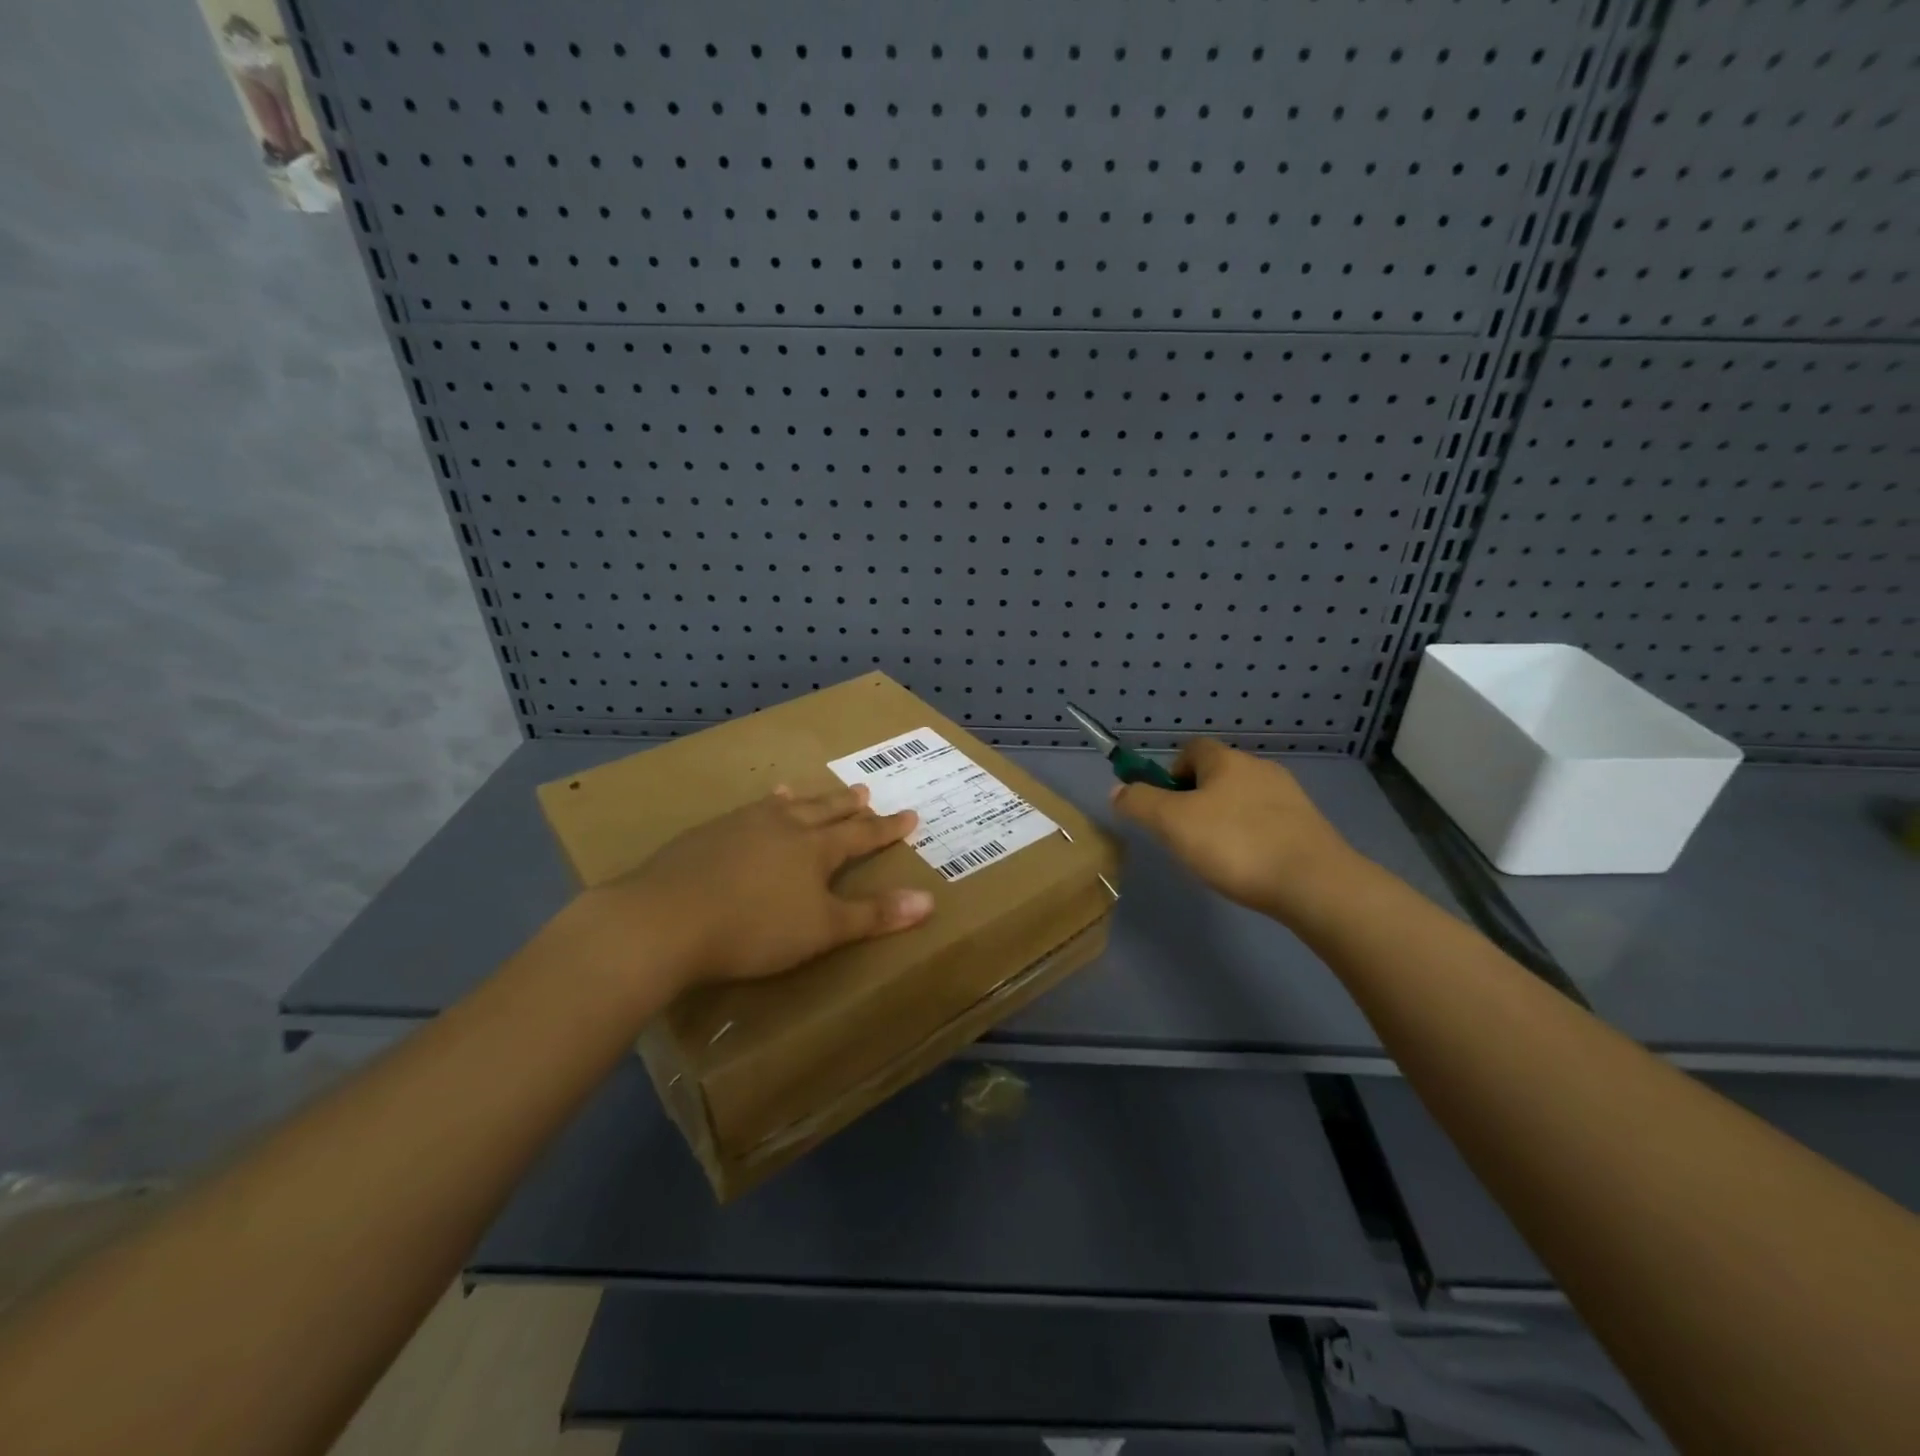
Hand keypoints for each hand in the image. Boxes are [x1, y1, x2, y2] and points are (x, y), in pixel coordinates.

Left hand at [589, 784, 934, 991]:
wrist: (667, 919)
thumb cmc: (755, 929)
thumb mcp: (823, 930)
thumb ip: (874, 915)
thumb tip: (929, 900)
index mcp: (816, 849)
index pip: (862, 835)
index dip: (887, 828)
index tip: (910, 815)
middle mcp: (785, 827)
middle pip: (825, 811)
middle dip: (849, 806)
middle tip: (866, 792)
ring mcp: (743, 825)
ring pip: (785, 807)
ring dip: (804, 800)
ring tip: (808, 792)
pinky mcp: (709, 833)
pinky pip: (749, 811)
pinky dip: (764, 807)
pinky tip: (757, 808)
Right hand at [1110, 739, 1361, 923]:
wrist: (1315, 883)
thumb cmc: (1235, 844)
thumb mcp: (1172, 823)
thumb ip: (1139, 803)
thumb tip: (1117, 789)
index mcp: (1227, 761)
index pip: (1192, 749)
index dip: (1171, 771)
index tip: (1165, 805)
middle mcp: (1260, 769)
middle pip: (1217, 775)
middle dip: (1196, 800)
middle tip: (1185, 836)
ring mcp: (1290, 797)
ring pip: (1243, 800)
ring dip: (1224, 820)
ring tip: (1217, 858)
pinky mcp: (1308, 827)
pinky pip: (1267, 823)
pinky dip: (1251, 838)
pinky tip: (1248, 868)